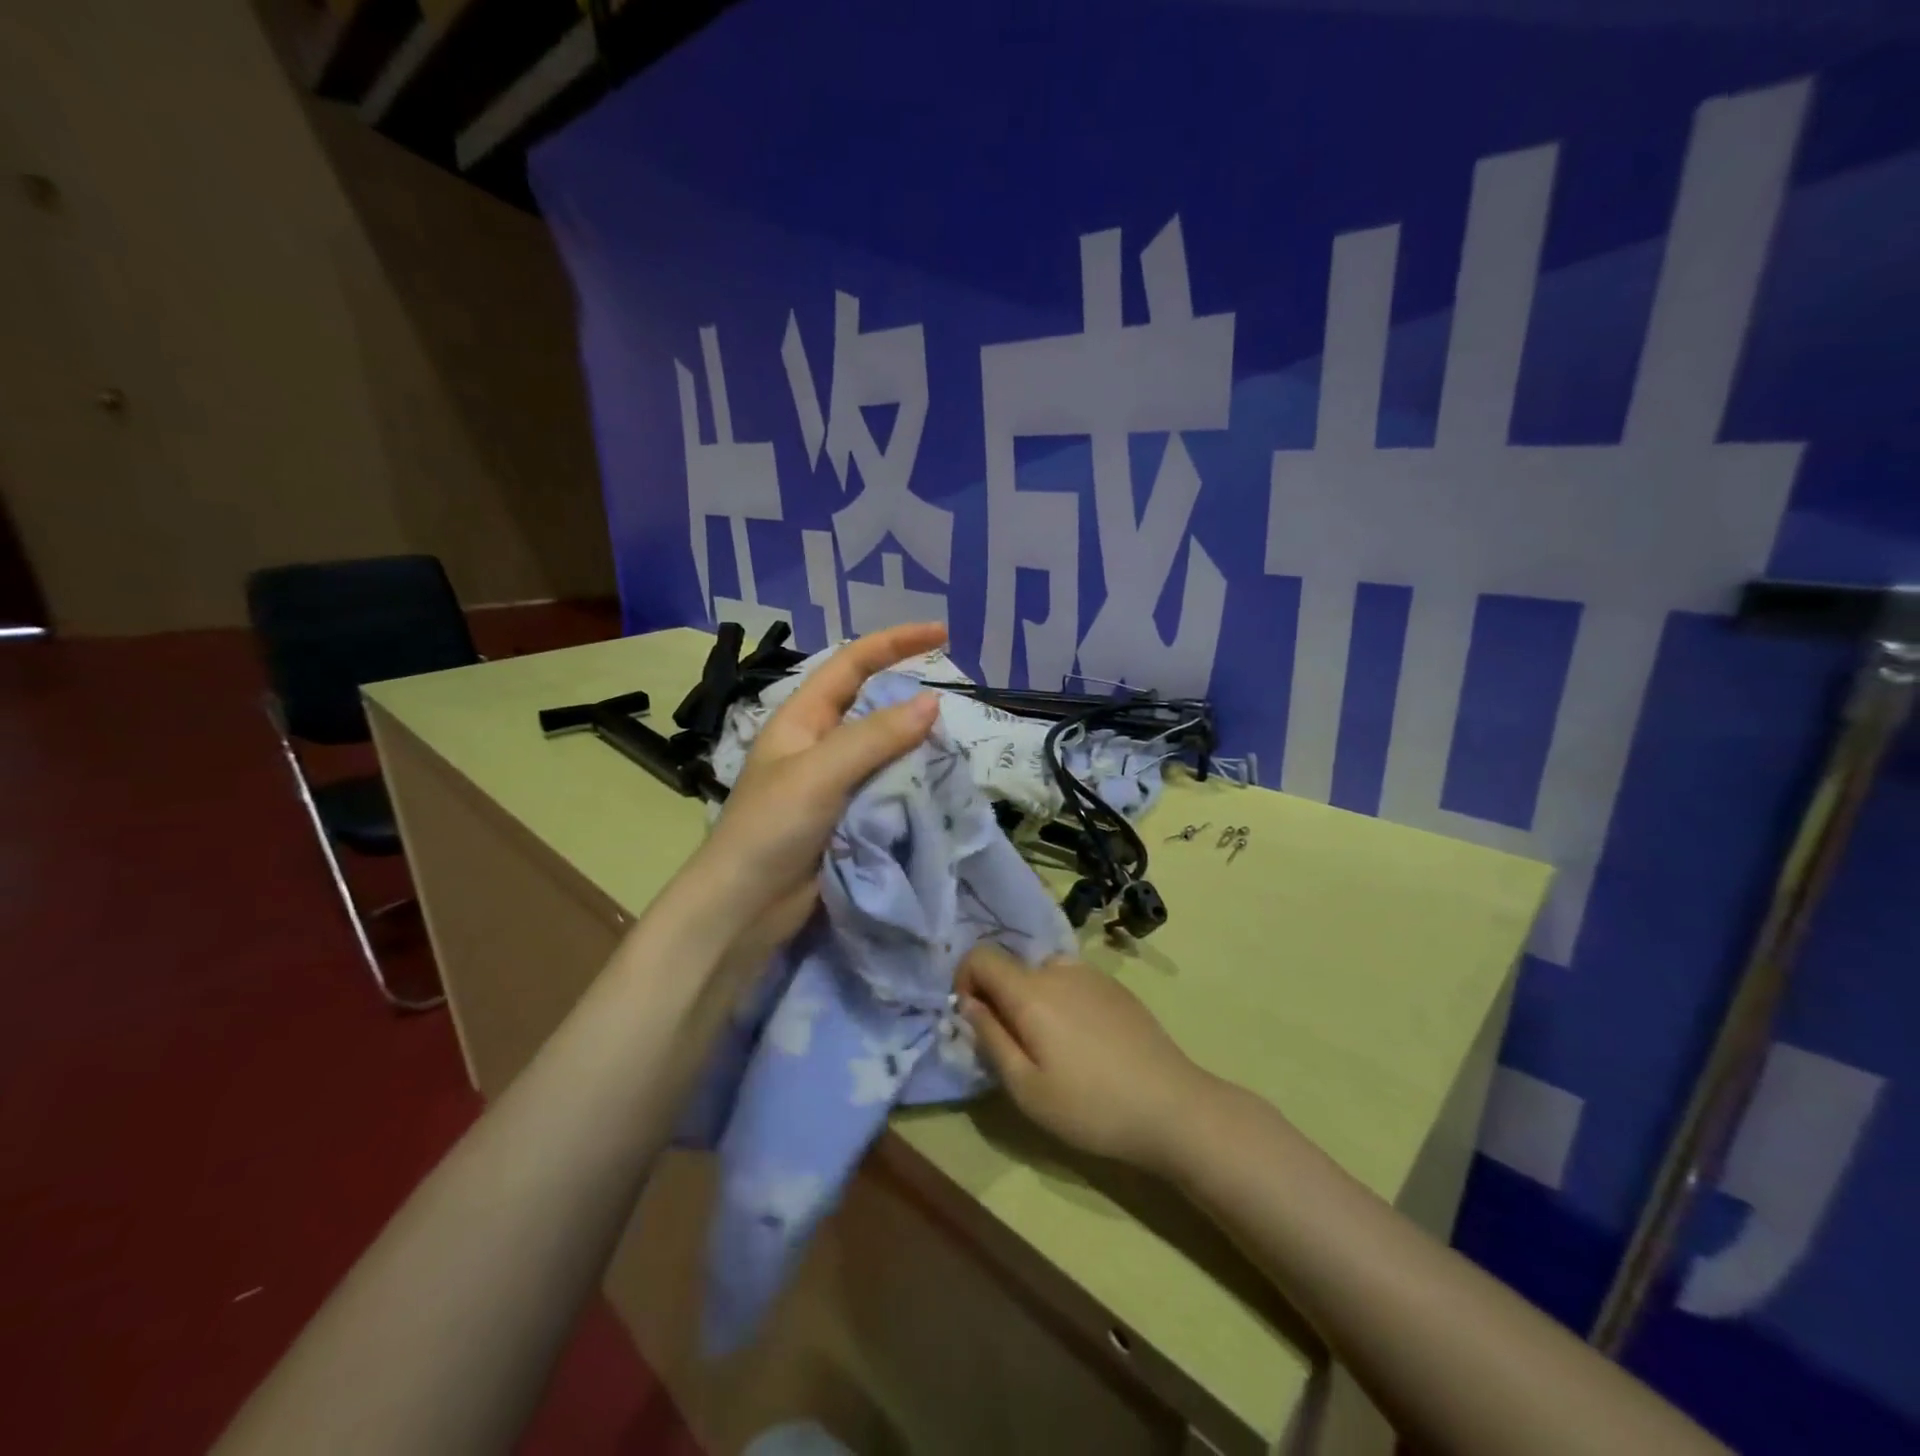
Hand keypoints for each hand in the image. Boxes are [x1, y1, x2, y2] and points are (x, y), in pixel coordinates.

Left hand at [690, 622, 945, 956]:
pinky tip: (937, 787)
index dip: (895, 642)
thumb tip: (932, 701)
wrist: (743, 908)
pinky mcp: (845, 818)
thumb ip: (874, 737)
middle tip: (955, 705)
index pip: (852, 664)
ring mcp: (832, 783)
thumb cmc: (770, 829)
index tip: (942, 634)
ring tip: (953, 749)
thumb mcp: (820, 773)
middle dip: (909, 698)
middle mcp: (818, 744)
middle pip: (871, 706)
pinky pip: (885, 789)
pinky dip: (911, 784)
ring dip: (915, 747)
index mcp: (802, 719)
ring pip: (884, 751)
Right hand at [958, 945, 1215, 1175]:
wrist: (1172, 1106)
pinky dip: (1061, 1000)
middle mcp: (1058, 970)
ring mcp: (1091, 974)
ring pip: (1042, 974)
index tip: (973, 1019)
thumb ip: (990, 1039)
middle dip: (1000, 999)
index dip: (964, 981)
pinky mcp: (1115, 987)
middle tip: (1016, 1048)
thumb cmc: (1090, 1106)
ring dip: (1032, 999)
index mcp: (1031, 991)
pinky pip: (1071, 981)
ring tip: (1052, 1047)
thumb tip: (968, 1004)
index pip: (980, 956)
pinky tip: (1084, 1043)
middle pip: (1012, 967)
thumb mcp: (1026, 1088)